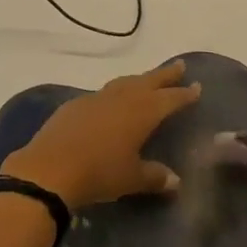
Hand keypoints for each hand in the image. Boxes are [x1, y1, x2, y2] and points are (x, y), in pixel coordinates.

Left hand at [1, 61, 201, 210]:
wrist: (50, 168)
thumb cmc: (99, 173)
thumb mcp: (131, 179)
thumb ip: (154, 177)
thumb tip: (175, 180)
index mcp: (142, 112)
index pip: (169, 99)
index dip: (184, 94)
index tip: (196, 86)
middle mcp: (122, 98)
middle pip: (149, 81)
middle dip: (165, 74)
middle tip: (180, 66)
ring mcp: (97, 98)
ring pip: (125, 82)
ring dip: (140, 79)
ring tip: (148, 80)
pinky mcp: (76, 104)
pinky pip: (103, 93)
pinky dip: (115, 92)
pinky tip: (112, 101)